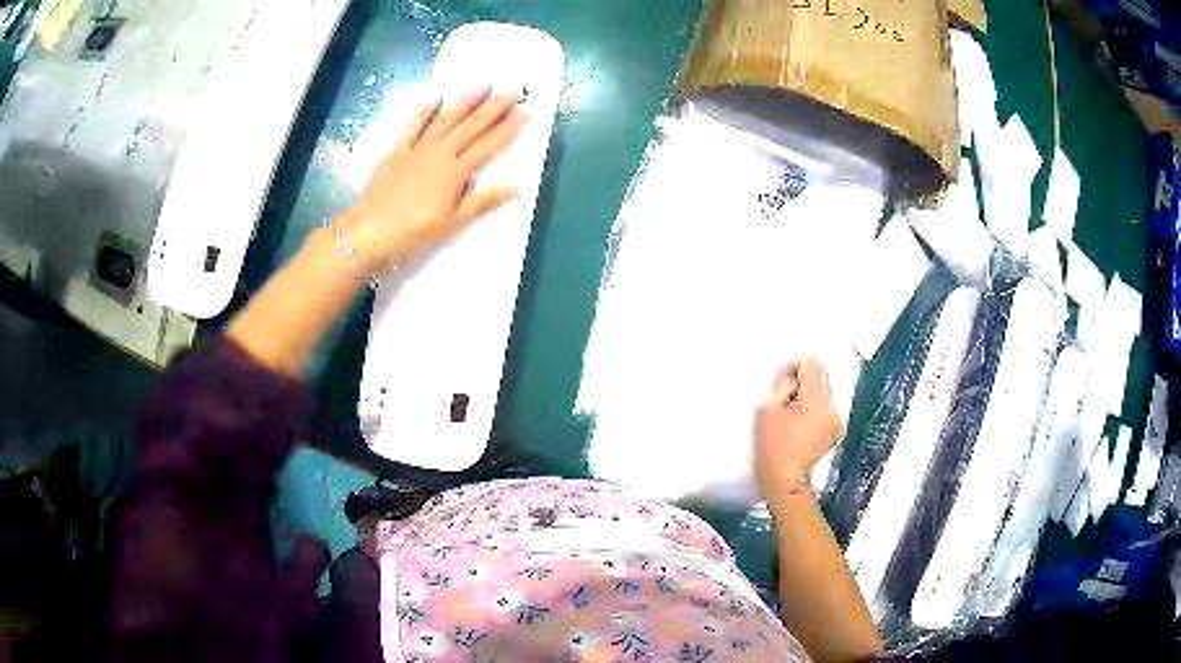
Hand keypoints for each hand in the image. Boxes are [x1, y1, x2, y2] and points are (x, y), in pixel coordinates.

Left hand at [339, 88, 527, 268]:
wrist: (372, 228)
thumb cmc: (415, 231)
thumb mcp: (453, 222)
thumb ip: (482, 200)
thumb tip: (514, 185)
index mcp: (455, 172)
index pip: (488, 146)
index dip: (508, 129)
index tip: (525, 112)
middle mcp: (440, 153)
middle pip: (471, 127)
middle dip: (493, 108)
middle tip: (512, 90)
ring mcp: (418, 149)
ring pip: (446, 120)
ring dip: (465, 103)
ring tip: (482, 87)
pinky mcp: (399, 152)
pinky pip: (414, 127)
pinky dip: (425, 113)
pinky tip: (435, 99)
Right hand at [755, 357, 842, 498]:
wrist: (786, 481)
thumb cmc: (772, 447)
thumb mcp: (767, 410)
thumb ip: (781, 386)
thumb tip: (790, 375)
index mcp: (816, 400)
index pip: (812, 364)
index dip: (795, 366)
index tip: (782, 379)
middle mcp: (832, 406)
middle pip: (821, 377)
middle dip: (802, 381)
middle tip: (784, 396)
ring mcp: (836, 419)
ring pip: (823, 393)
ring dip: (808, 395)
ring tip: (791, 411)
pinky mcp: (835, 430)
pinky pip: (825, 408)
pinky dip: (814, 409)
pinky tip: (801, 423)